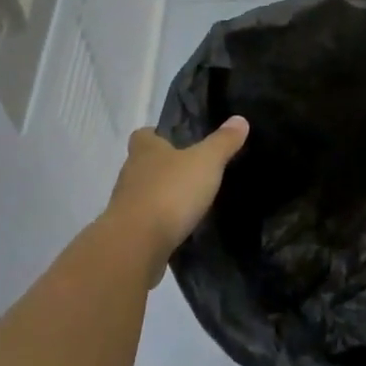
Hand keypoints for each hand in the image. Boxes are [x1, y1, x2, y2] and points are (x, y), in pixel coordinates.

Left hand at [105, 118, 249, 282]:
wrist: (137, 245)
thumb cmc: (170, 192)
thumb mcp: (206, 162)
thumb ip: (223, 142)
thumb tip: (240, 119)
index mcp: (145, 150)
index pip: (144, 134)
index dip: (158, 135)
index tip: (178, 141)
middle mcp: (130, 173)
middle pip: (145, 164)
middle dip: (165, 167)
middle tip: (192, 171)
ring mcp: (125, 204)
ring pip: (145, 193)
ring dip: (162, 196)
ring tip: (190, 201)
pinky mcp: (128, 233)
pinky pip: (146, 221)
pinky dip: (160, 223)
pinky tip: (180, 228)